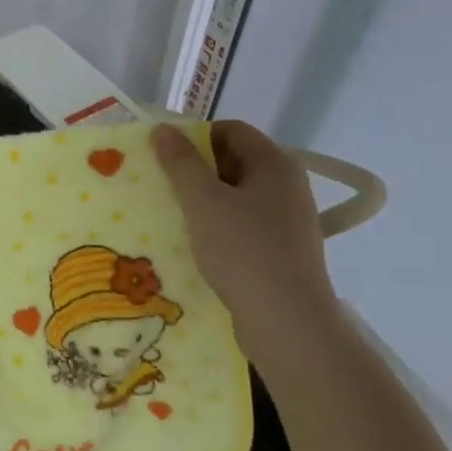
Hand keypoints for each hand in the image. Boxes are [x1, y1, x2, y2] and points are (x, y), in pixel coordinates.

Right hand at [152, 121, 340, 368]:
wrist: (286, 321)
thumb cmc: (243, 251)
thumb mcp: (203, 202)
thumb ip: (181, 163)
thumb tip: (163, 129)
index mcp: (275, 163)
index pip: (232, 130)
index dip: (195, 136)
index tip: (164, 157)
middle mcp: (288, 185)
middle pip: (235, 161)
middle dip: (197, 170)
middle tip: (162, 185)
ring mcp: (289, 219)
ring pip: (237, 195)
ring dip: (205, 201)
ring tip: (173, 216)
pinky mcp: (283, 250)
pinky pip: (244, 224)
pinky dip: (219, 226)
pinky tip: (196, 244)